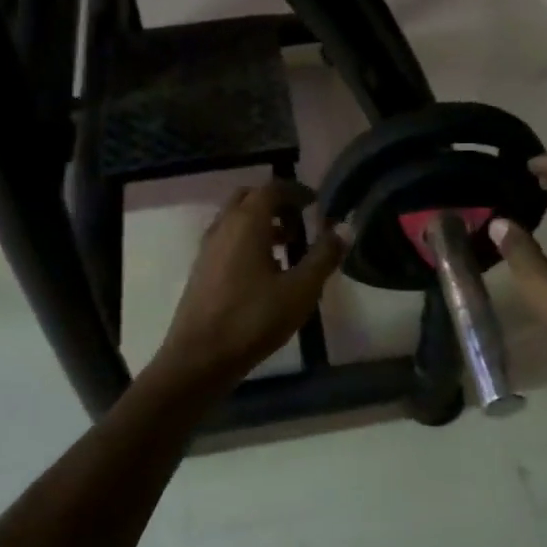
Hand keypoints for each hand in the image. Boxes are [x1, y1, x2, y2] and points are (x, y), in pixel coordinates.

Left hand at [151, 180, 345, 391]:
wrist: (199, 358)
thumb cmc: (254, 320)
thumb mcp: (300, 290)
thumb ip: (324, 256)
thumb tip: (346, 227)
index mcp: (247, 223)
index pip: (272, 189)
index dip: (296, 191)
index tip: (316, 202)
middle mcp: (223, 226)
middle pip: (249, 198)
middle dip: (276, 203)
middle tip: (300, 222)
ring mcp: (207, 248)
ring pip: (235, 219)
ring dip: (261, 223)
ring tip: (288, 247)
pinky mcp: (201, 269)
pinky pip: (227, 239)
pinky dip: (247, 240)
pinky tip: (265, 271)